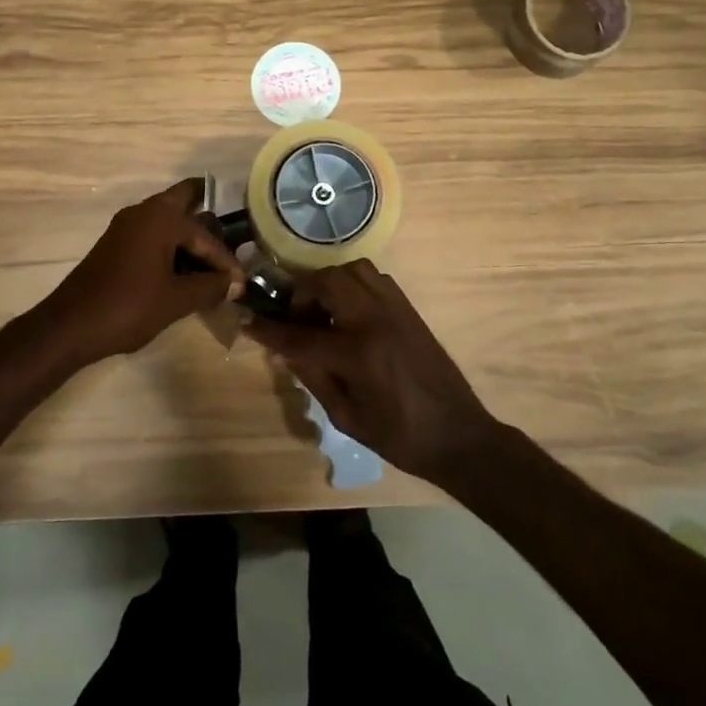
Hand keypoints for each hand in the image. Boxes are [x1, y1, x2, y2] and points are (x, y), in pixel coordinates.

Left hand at [37, 179, 246, 364]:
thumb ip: (211, 287)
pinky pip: (152, 235)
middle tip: (232, 236)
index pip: (205, 235)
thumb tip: (235, 283)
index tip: (242, 282)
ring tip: (212, 262)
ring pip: (167, 220)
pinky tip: (184, 271)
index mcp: (160, 218)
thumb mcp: (177, 299)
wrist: (71, 325)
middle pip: (183, 201)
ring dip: (189, 235)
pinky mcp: (116, 244)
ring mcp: (126, 227)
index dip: (226, 260)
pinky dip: (171, 246)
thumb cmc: (128, 307)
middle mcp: (143, 212)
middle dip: (208, 217)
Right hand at [247, 260, 502, 484]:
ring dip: (328, 284)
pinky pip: (373, 278)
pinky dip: (352, 285)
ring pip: (351, 270)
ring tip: (322, 311)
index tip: (246, 319)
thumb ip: (313, 376)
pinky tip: (349, 313)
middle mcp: (374, 319)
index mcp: (356, 352)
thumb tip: (287, 349)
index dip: (268, 328)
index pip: (299, 333)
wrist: (458, 435)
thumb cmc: (399, 435)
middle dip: (301, 295)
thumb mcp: (346, 416)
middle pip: (325, 282)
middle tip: (296, 318)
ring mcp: (394, 308)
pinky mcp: (408, 308)